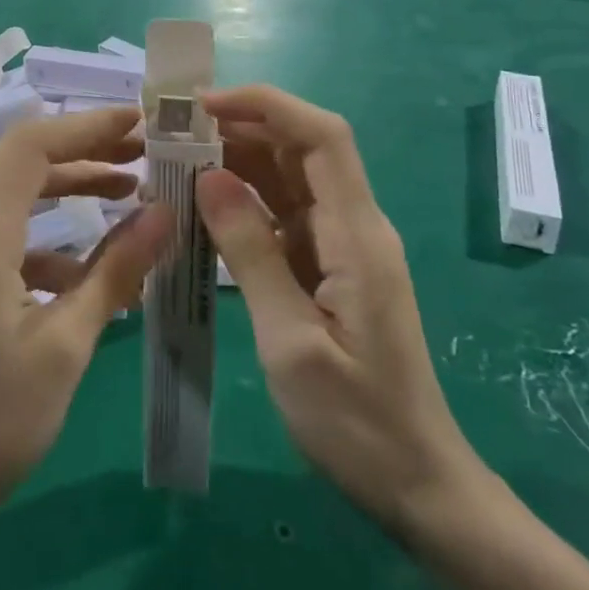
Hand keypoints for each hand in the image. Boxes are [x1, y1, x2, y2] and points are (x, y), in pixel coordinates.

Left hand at [0, 108, 171, 531]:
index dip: (88, 125)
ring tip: (133, 193)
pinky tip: (91, 270)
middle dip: (87, 149)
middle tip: (148, 153)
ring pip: (20, 193)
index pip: (33, 144)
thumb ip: (117, 271)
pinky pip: (13, 232)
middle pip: (26, 160)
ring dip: (73, 186)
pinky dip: (55, 234)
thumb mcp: (67, 343)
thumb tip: (167, 213)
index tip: (143, 124)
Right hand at [197, 85, 482, 531]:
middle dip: (239, 126)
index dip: (266, 105)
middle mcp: (353, 225)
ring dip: (235, 161)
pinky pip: (281, 215)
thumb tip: (208, 177)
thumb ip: (251, 253)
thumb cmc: (356, 421)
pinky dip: (241, 202)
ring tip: (174, 160)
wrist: (416, 484)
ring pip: (287, 178)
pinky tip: (199, 207)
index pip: (321, 136)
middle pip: (300, 148)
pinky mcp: (326, 266)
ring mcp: (340, 245)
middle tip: (172, 131)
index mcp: (357, 234)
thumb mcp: (291, 341)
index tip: (203, 106)